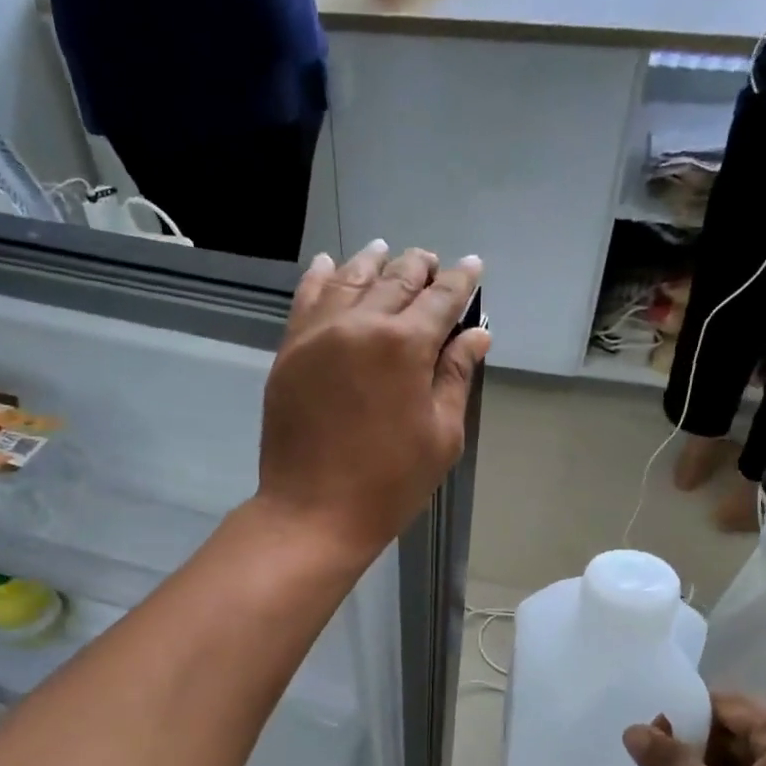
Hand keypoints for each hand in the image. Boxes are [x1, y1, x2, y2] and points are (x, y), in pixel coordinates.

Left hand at [258, 242, 488, 560]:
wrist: (313, 512)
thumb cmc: (389, 483)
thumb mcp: (441, 436)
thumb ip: (455, 377)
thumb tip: (475, 335)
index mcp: (406, 345)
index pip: (442, 298)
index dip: (461, 281)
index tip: (472, 267)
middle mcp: (361, 324)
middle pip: (396, 280)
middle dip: (420, 267)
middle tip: (432, 263)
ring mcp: (319, 334)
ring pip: (350, 279)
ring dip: (373, 263)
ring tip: (385, 252)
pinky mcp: (290, 351)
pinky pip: (307, 299)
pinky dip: (322, 277)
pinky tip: (330, 265)